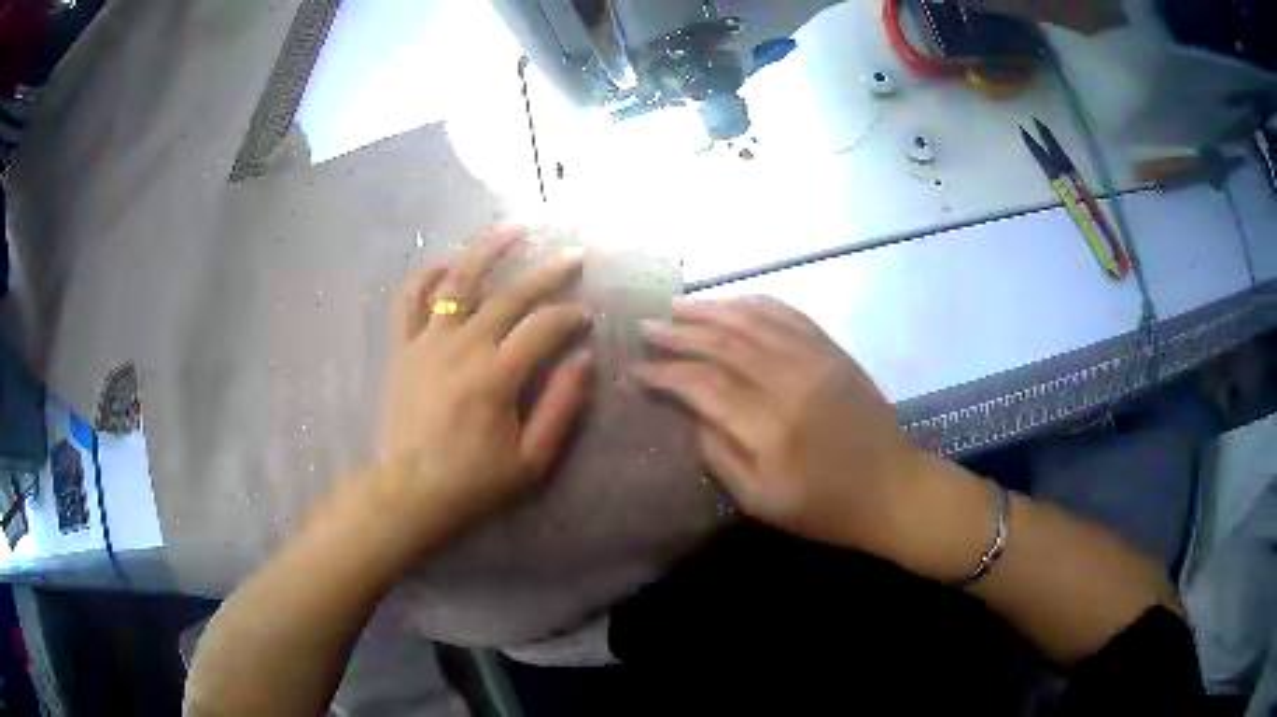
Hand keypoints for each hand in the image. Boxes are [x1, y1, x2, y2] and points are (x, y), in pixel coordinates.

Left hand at [374, 226, 592, 556]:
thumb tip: (584, 358)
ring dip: (488, 250)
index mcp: (496, 375)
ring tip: (513, 229)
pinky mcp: (403, 348)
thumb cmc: (473, 481)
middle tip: (573, 256)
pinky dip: (425, 276)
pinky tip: (443, 263)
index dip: (570, 315)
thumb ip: (561, 406)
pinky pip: (409, 300)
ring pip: (458, 281)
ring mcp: (427, 342)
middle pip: (510, 295)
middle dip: (547, 272)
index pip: (544, 327)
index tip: (586, 315)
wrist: (409, 491)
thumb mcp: (531, 460)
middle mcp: (462, 346)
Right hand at [635, 297, 925, 554]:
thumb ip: (719, 457)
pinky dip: (755, 303)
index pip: (704, 385)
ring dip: (711, 309)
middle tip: (646, 327)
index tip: (635, 371)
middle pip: (724, 343)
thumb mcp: (761, 502)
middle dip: (679, 333)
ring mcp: (816, 359)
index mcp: (771, 428)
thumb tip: (688, 416)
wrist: (893, 488)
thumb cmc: (825, 507)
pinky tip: (732, 302)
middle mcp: (791, 381)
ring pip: (753, 320)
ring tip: (677, 306)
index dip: (665, 374)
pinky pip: (789, 314)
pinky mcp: (833, 351)